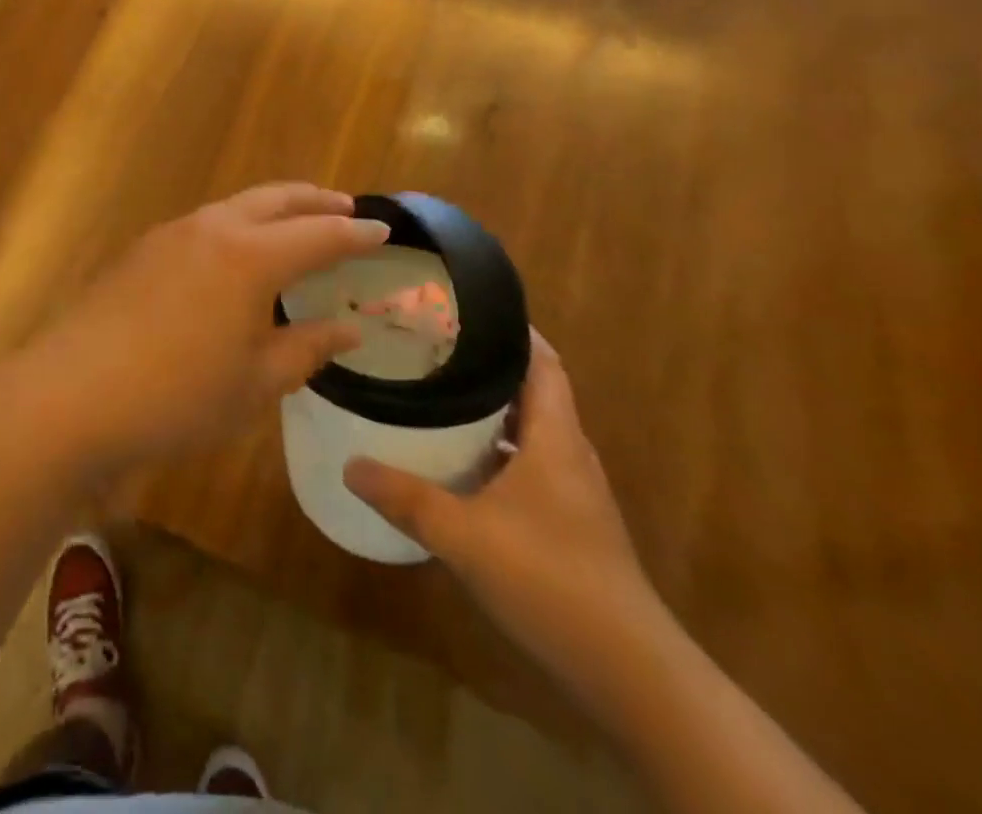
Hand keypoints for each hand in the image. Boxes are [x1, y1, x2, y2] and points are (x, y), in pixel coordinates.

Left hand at [17, 184, 388, 473]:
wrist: (72, 395)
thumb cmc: (177, 397)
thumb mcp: (255, 383)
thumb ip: (306, 348)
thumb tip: (349, 328)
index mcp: (249, 257)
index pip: (318, 234)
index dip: (354, 232)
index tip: (382, 229)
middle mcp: (211, 230)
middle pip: (274, 200)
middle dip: (313, 199)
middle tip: (344, 204)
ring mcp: (169, 235)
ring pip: (234, 206)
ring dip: (271, 209)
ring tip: (293, 224)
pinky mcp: (140, 251)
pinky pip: (203, 225)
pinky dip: (235, 227)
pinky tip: (233, 254)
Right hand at [343, 331, 666, 695]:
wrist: (631, 674)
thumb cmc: (551, 581)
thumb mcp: (465, 536)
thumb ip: (406, 498)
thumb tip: (350, 465)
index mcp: (555, 437)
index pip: (542, 361)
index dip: (511, 329)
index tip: (463, 308)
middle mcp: (568, 454)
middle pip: (531, 390)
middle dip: (485, 365)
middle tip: (431, 347)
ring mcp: (572, 492)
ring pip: (527, 431)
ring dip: (488, 411)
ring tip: (435, 395)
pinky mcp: (567, 524)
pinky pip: (526, 465)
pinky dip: (493, 452)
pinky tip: (457, 466)